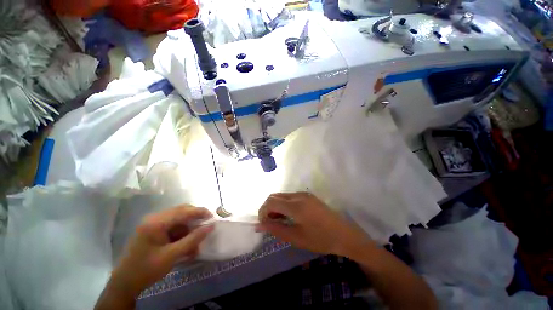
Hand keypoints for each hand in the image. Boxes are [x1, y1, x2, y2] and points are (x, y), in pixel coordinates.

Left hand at [109, 205, 213, 297]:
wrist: (124, 284)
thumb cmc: (147, 269)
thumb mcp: (172, 255)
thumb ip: (193, 239)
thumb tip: (211, 226)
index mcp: (156, 222)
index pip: (183, 211)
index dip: (200, 212)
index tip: (212, 217)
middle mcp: (154, 218)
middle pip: (181, 212)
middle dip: (195, 218)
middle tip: (206, 226)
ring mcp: (152, 224)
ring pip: (178, 220)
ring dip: (188, 229)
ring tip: (195, 243)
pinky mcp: (152, 230)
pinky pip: (172, 227)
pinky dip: (181, 234)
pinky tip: (185, 245)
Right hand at [257, 192, 371, 256]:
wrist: (344, 234)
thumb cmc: (320, 239)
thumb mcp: (296, 237)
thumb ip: (275, 229)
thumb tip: (258, 225)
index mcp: (295, 206)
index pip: (271, 202)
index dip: (263, 212)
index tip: (263, 224)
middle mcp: (298, 195)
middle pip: (275, 196)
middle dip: (268, 208)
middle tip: (270, 223)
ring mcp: (304, 194)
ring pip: (282, 195)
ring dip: (276, 206)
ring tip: (279, 221)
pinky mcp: (308, 196)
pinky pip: (290, 197)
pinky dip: (284, 204)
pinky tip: (289, 215)